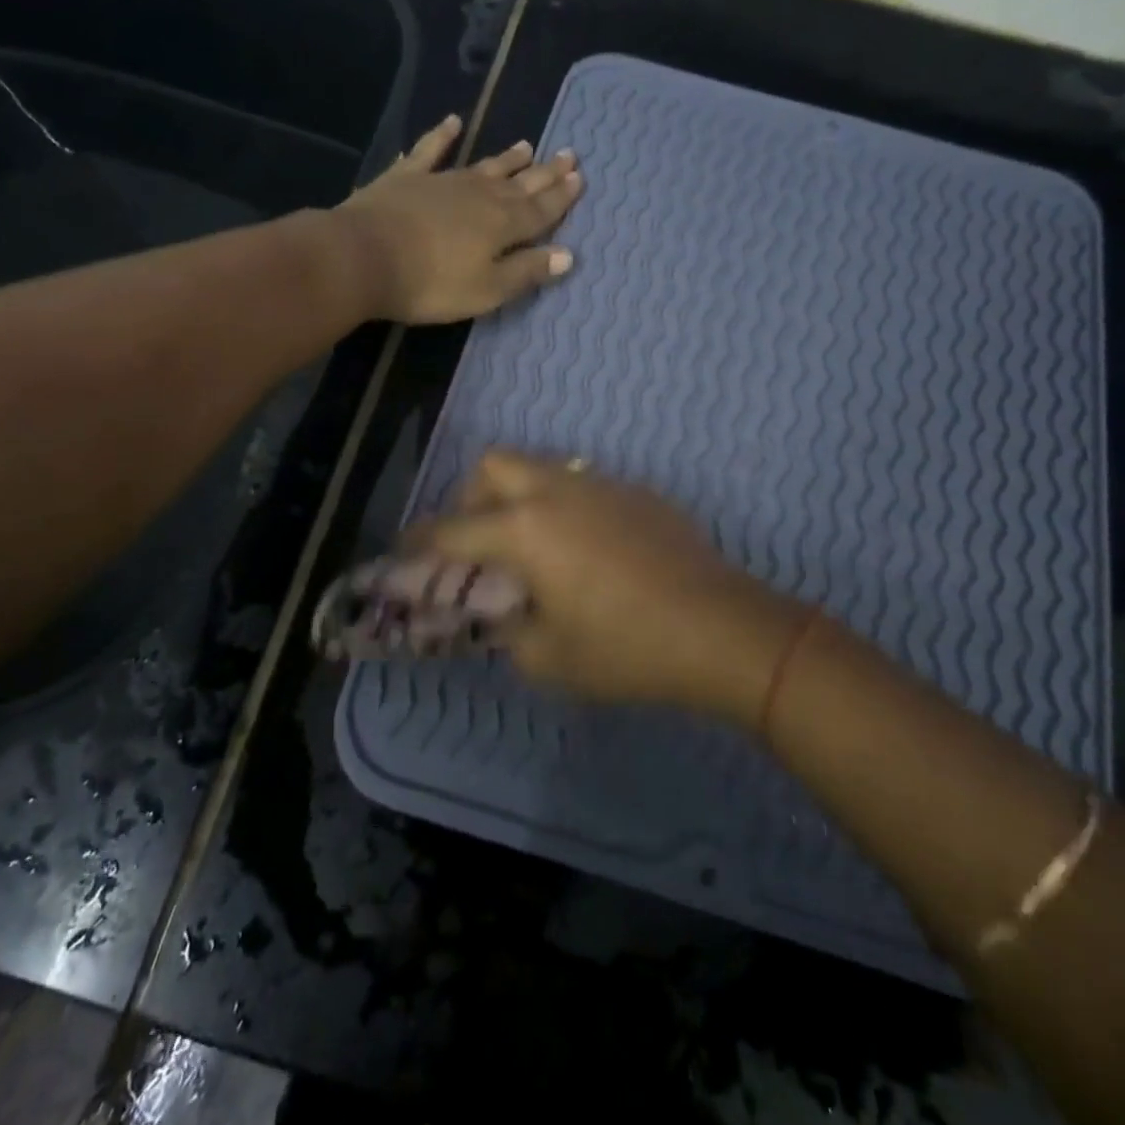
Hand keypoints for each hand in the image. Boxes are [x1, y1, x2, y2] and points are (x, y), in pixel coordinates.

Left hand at [333, 115, 582, 324]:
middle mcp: (479, 195)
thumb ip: (526, 271)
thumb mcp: (487, 289)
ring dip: (506, 158)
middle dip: (544, 173)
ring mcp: (442, 182)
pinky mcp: (407, 178)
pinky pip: (430, 151)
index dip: (561, 196)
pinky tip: (453, 122)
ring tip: (526, 145)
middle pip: (519, 183)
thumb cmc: (431, 284)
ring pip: (483, 166)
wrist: (364, 257)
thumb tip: (567, 255)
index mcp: (502, 225)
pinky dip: (443, 137)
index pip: (541, 210)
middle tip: (567, 154)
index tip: (580, 177)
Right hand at [408, 449, 807, 719]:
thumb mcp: (548, 658)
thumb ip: (509, 632)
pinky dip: (565, 507)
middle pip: (492, 466)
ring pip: (541, 468)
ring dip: (520, 497)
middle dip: (470, 498)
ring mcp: (601, 485)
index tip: (404, 551)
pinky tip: (588, 550)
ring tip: (534, 546)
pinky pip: (584, 485)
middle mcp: (556, 491)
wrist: (719, 628)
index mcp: (524, 529)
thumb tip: (504, 615)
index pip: (452, 530)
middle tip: (479, 541)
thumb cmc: (625, 648)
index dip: (419, 542)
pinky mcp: (637, 493)